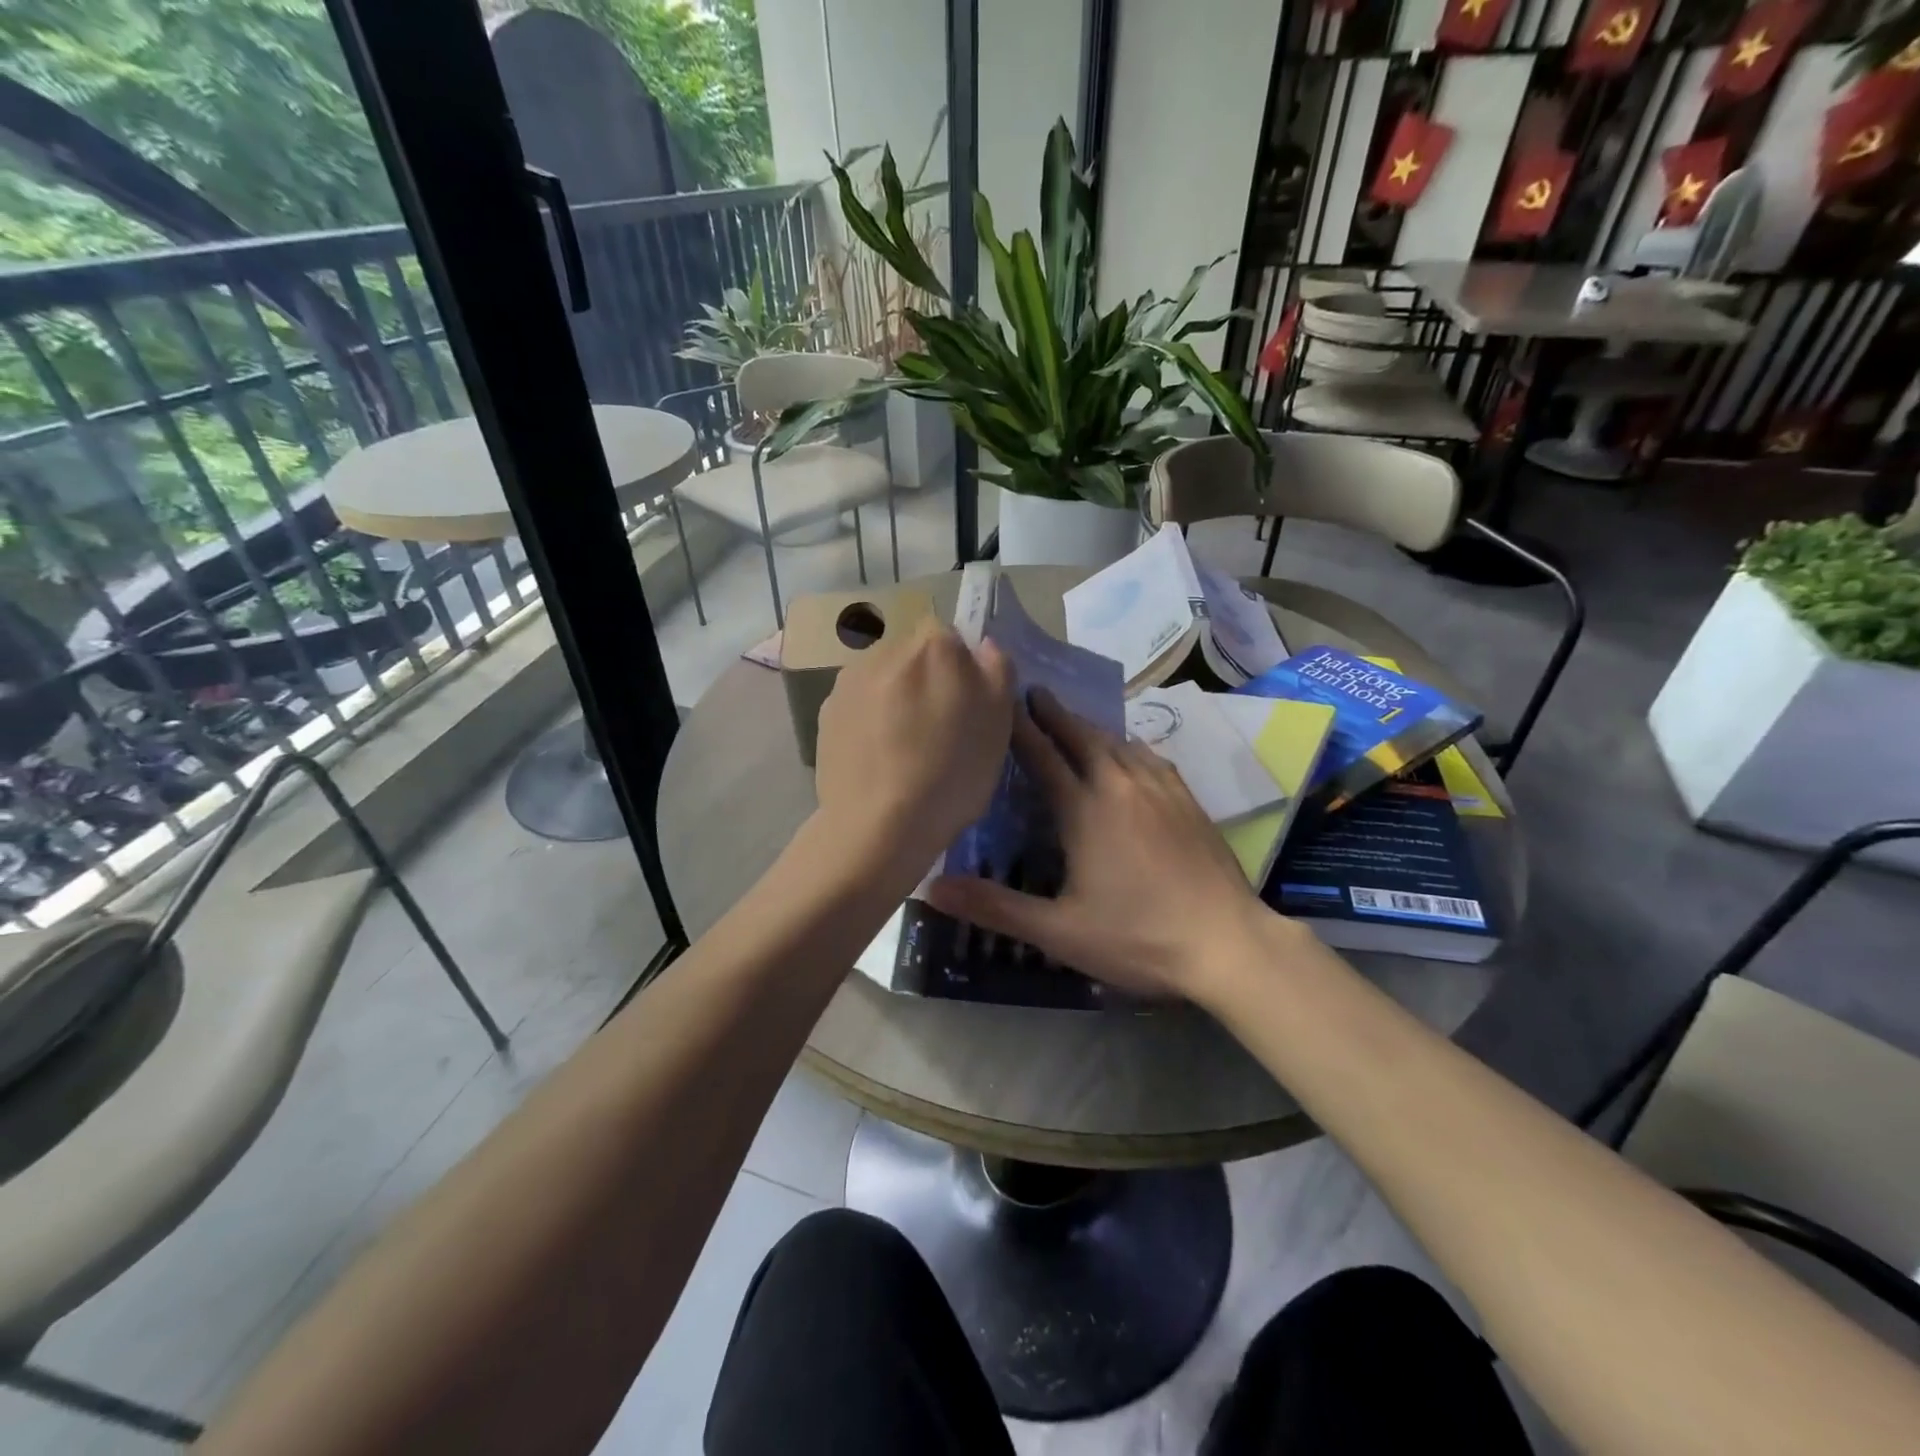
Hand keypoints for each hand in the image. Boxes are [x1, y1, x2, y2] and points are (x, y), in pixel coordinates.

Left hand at [812, 618, 1014, 884]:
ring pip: (884, 679)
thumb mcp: (999, 724)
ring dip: (895, 699)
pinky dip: (868, 720)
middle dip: (925, 681)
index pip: (951, 636)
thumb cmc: (951, 774)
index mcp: (933, 645)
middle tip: (935, 730)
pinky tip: (877, 758)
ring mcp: (849, 680)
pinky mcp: (825, 712)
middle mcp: (886, 649)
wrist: (879, 826)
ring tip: (902, 748)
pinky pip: (858, 705)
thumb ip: (997, 671)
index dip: (960, 670)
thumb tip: (983, 645)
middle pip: (914, 655)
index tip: (963, 706)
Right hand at [924, 688, 1281, 1001]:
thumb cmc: (1138, 938)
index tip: (1002, 700)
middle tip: (1034, 691)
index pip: (1043, 757)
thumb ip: (995, 907)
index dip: (1019, 728)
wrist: (1228, 943)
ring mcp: (1160, 790)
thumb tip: (930, 888)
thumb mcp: (1058, 931)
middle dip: (1055, 713)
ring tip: (1073, 718)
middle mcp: (1121, 786)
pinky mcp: (1188, 801)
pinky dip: (1129, 745)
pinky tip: (1130, 751)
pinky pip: (1150, 757)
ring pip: (1118, 743)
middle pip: (1082, 737)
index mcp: (1085, 810)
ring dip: (1090, 727)